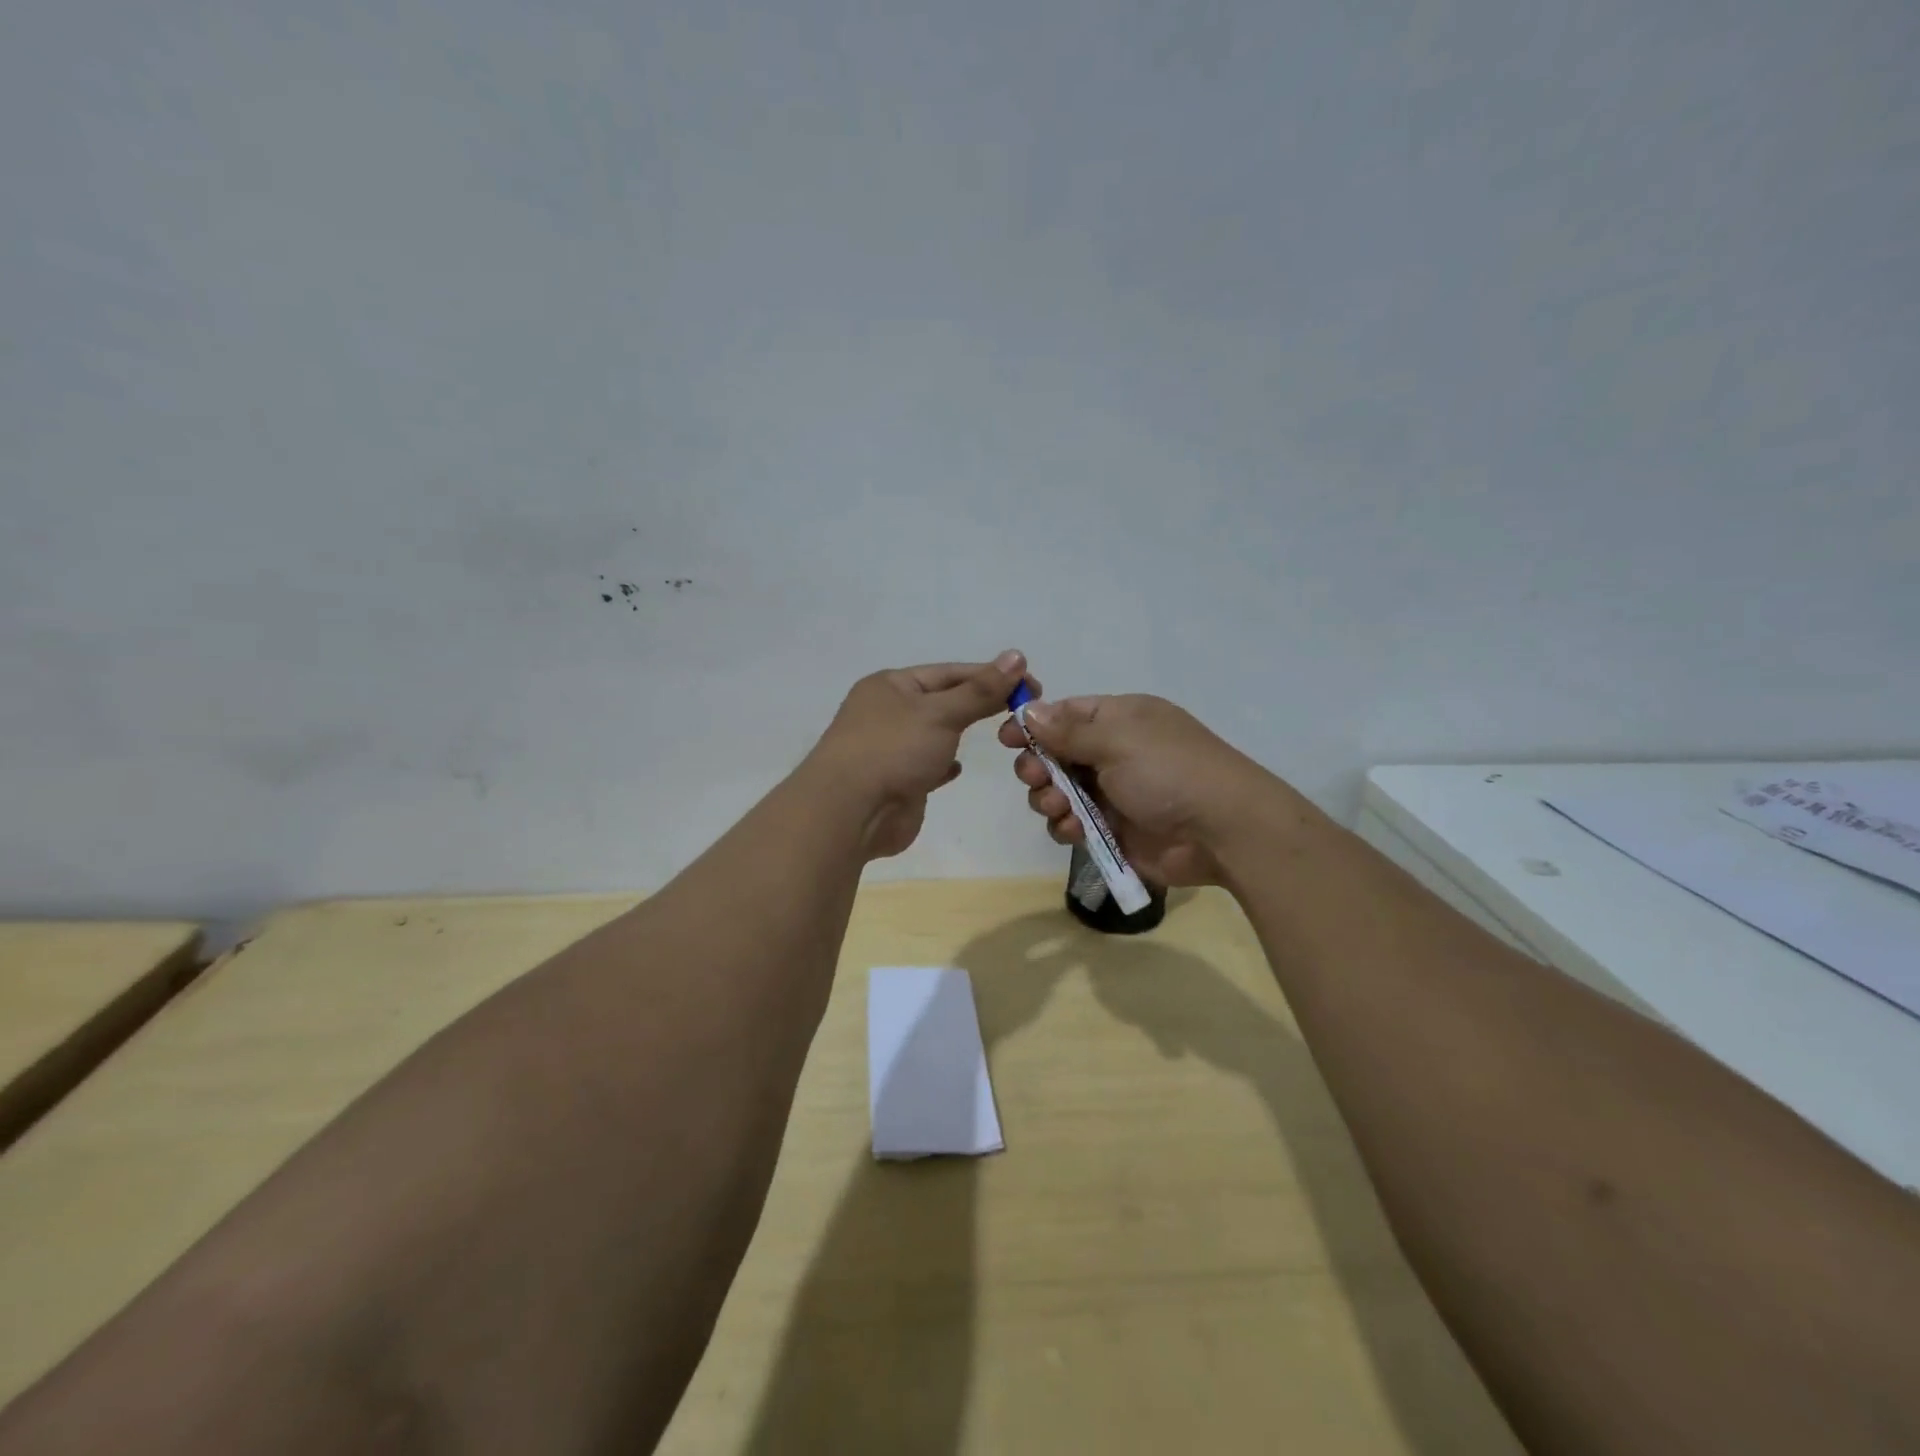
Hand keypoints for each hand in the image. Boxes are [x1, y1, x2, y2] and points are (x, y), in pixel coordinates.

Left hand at [809, 651, 1034, 859]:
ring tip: (1000, 734)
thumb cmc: (893, 750)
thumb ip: (980, 690)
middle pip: (943, 701)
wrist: (851, 812)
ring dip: (960, 732)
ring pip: (934, 733)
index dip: (990, 676)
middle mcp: (887, 712)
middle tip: (1023, 711)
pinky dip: (944, 763)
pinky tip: (959, 767)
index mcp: (891, 685)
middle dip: (979, 703)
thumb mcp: (941, 713)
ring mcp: (890, 748)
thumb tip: (1017, 656)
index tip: (1030, 684)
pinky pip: (925, 765)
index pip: (950, 672)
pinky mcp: (896, 782)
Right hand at [997, 693, 1286, 886]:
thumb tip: (1030, 709)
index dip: (1034, 725)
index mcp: (1119, 720)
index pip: (1065, 714)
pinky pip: (1072, 824)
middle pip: (1055, 754)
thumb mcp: (1117, 739)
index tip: (1007, 739)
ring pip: (1058, 791)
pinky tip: (1073, 830)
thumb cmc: (1169, 771)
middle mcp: (1113, 753)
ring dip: (1049, 798)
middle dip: (1038, 766)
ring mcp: (1112, 793)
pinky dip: (1066, 826)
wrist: (1222, 831)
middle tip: (1036, 777)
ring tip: (1059, 807)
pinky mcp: (1112, 830)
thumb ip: (1068, 730)